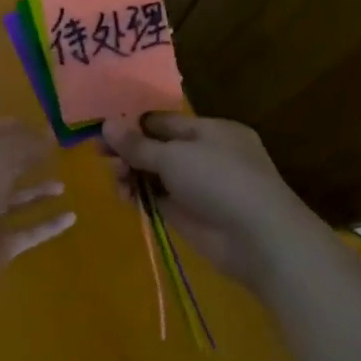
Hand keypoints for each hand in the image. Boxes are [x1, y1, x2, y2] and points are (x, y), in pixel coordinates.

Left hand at [0, 117, 73, 311]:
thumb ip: (21, 146)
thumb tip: (48, 133)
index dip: (16, 127)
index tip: (46, 124)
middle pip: (4, 165)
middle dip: (27, 157)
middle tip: (60, 151)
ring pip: (16, 199)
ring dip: (38, 191)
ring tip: (64, 184)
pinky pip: (28, 231)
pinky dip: (48, 225)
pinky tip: (71, 217)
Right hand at [100, 113, 322, 291]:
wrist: (259, 239)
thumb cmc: (220, 181)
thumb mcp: (174, 156)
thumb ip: (137, 144)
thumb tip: (106, 125)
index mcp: (210, 131)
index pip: (163, 121)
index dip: (133, 124)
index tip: (102, 129)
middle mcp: (205, 155)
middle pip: (156, 147)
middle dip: (128, 150)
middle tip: (100, 155)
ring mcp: (197, 186)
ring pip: (154, 173)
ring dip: (131, 173)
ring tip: (116, 178)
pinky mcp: (189, 214)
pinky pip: (157, 198)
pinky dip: (140, 195)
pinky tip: (124, 196)